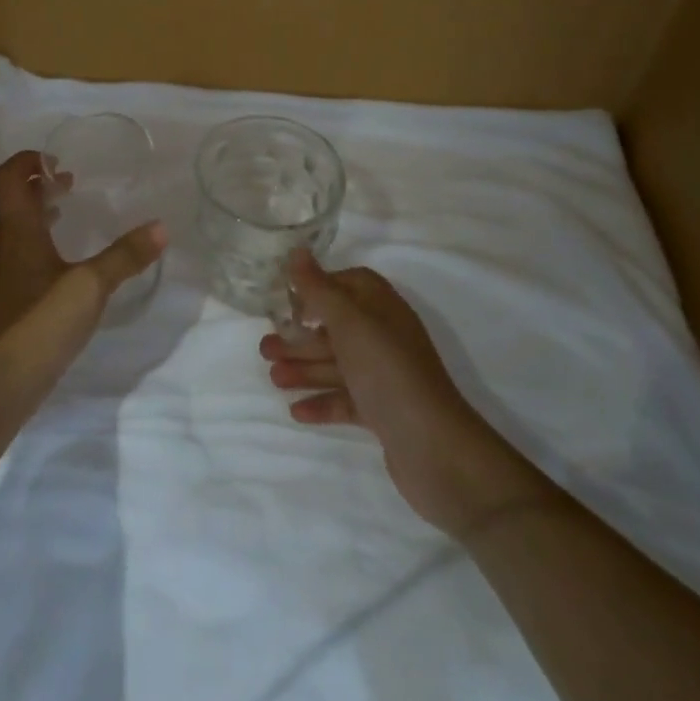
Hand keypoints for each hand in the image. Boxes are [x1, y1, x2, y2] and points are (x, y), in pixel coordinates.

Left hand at [0, 150, 165, 365]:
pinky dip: (38, 242)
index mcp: (16, 229)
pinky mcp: (5, 298)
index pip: (7, 178)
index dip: (26, 161)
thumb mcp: (91, 285)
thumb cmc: (41, 321)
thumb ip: (125, 256)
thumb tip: (161, 227)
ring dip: (38, 213)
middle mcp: (2, 244)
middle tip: (71, 182)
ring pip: (15, 228)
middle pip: (12, 201)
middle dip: (38, 185)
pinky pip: (18, 253)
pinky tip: (63, 263)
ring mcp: (0, 273)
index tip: (56, 160)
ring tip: (68, 213)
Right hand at [260, 250, 537, 532]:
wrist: (435, 449)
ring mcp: (385, 376)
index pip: (349, 283)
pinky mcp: (383, 412)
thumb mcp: (349, 322)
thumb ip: (319, 288)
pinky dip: (321, 401)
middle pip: (336, 328)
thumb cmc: (387, 372)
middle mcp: (385, 337)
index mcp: (382, 308)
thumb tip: (298, 251)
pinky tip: (296, 410)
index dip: (318, 287)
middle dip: (300, 336)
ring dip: (304, 368)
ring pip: (337, 364)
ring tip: (272, 377)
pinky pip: (345, 399)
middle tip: (264, 347)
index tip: (286, 299)